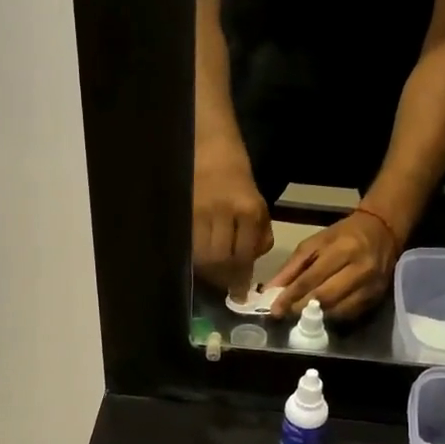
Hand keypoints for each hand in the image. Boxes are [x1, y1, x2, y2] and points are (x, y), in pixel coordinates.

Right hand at [193, 144, 273, 293]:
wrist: (213, 149)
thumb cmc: (239, 181)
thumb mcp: (259, 206)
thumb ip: (259, 236)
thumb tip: (249, 266)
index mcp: (250, 211)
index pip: (244, 255)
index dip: (240, 279)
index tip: (239, 294)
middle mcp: (226, 212)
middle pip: (221, 258)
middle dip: (222, 277)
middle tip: (222, 286)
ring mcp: (202, 211)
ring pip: (202, 254)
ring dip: (206, 270)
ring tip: (209, 274)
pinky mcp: (185, 210)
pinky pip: (189, 242)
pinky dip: (193, 255)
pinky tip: (196, 259)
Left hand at [268, 210, 397, 320]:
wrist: (383, 232)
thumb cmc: (343, 235)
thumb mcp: (315, 242)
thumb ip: (293, 266)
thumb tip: (271, 290)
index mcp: (342, 250)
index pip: (311, 278)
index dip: (291, 296)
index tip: (275, 309)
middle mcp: (360, 269)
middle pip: (325, 297)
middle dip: (301, 308)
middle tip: (284, 315)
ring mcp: (371, 285)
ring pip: (338, 310)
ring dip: (315, 317)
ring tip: (298, 317)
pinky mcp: (377, 297)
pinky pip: (350, 314)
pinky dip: (331, 317)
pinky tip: (319, 317)